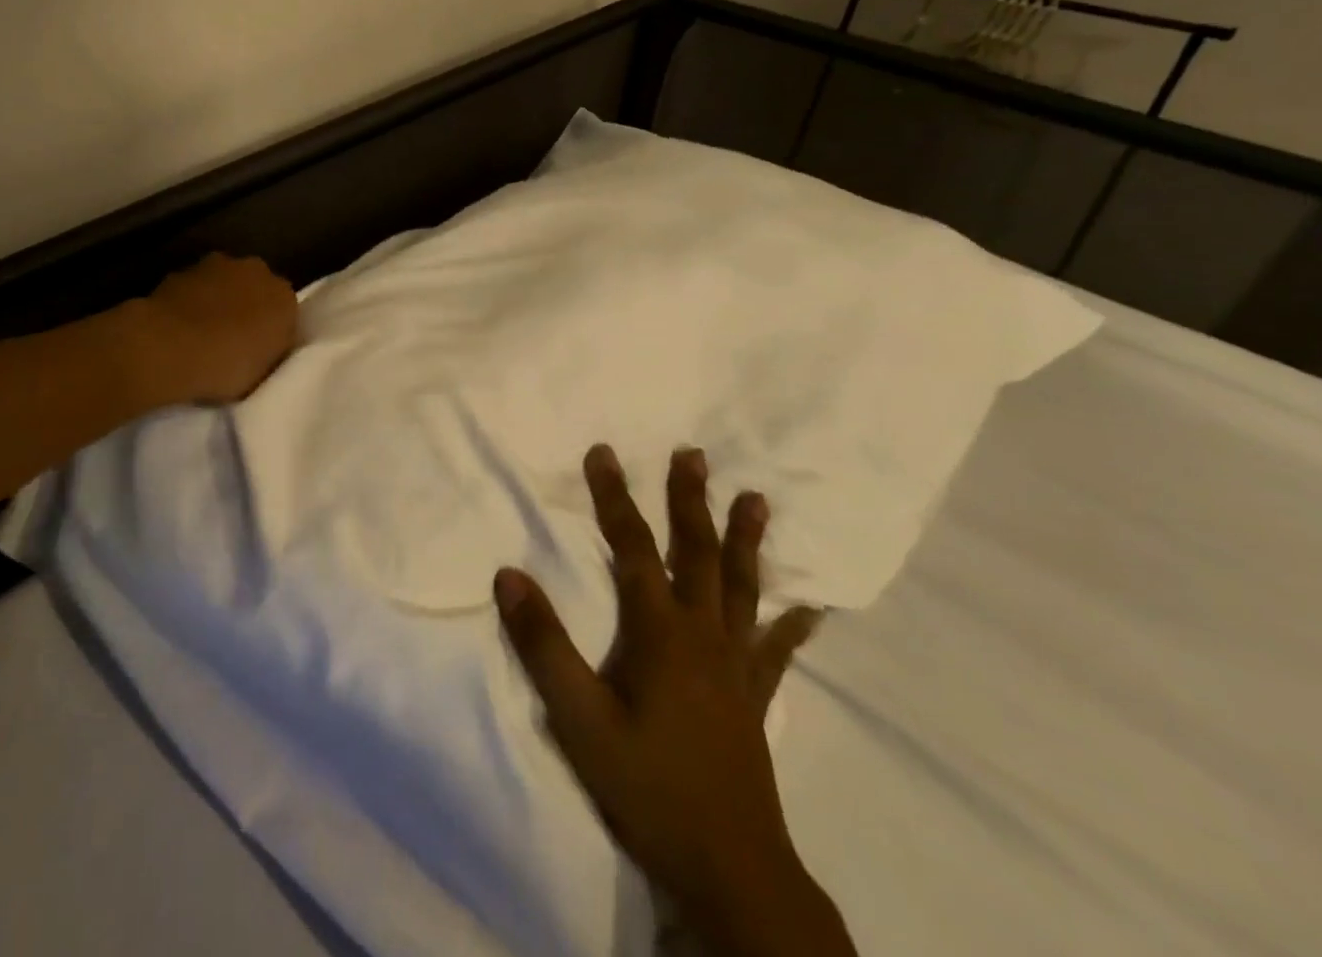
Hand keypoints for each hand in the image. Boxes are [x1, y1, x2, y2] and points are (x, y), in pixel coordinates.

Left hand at [137, 252, 298, 404]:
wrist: (167, 346)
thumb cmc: (226, 364)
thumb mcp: (264, 373)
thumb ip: (271, 351)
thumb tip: (265, 345)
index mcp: (285, 296)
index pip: (287, 311)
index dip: (273, 330)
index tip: (261, 351)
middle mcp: (257, 271)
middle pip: (256, 289)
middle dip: (248, 307)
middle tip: (234, 340)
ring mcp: (216, 265)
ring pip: (224, 283)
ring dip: (218, 300)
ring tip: (202, 335)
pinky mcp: (180, 270)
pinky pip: (193, 289)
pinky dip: (190, 302)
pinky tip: (178, 329)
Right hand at [494, 446, 853, 956]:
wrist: (728, 869)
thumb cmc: (648, 786)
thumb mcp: (579, 719)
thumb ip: (543, 645)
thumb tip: (509, 574)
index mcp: (660, 631)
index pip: (633, 547)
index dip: (616, 497)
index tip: (603, 452)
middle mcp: (703, 633)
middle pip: (696, 551)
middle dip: (690, 499)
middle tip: (693, 453)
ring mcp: (736, 664)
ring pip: (742, 587)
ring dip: (745, 539)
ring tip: (756, 499)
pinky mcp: (755, 696)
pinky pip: (777, 649)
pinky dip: (793, 624)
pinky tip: (811, 608)